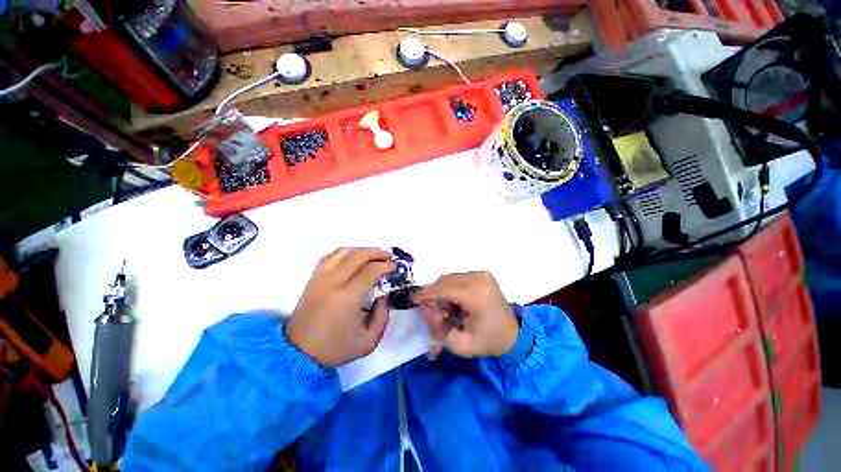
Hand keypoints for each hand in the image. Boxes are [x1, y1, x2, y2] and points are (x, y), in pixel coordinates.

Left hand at [286, 248, 394, 366]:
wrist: (299, 354)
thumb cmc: (335, 348)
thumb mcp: (369, 341)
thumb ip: (383, 316)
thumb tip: (383, 296)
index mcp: (347, 297)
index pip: (370, 271)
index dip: (386, 265)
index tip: (395, 266)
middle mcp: (333, 282)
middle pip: (357, 255)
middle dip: (377, 252)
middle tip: (389, 255)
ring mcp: (320, 279)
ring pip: (342, 252)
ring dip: (361, 250)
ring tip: (373, 255)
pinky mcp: (312, 280)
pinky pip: (329, 257)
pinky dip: (345, 253)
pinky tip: (352, 258)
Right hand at [413, 271, 518, 358]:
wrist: (513, 335)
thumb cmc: (487, 342)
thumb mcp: (459, 344)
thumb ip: (437, 327)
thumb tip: (424, 307)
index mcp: (477, 296)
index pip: (444, 289)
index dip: (426, 294)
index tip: (412, 299)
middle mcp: (480, 279)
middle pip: (445, 281)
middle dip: (435, 295)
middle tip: (435, 312)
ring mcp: (483, 274)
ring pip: (450, 278)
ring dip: (444, 291)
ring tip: (451, 309)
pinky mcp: (483, 274)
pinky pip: (458, 277)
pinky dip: (452, 288)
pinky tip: (459, 301)